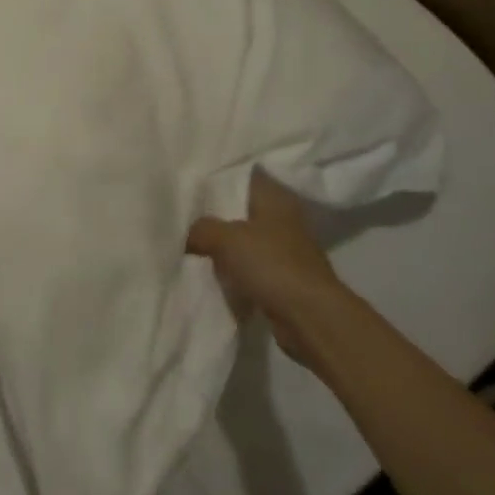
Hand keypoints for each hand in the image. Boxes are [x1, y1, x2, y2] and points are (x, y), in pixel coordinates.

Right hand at [186, 169, 349, 366]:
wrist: (310, 318)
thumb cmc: (270, 264)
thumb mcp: (224, 238)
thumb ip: (201, 228)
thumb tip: (189, 234)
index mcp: (274, 197)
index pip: (243, 176)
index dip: (217, 178)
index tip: (191, 183)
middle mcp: (284, 218)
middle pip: (242, 210)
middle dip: (217, 216)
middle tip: (184, 216)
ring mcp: (287, 251)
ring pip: (246, 242)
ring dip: (226, 249)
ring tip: (192, 247)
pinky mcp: (286, 280)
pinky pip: (252, 270)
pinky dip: (236, 274)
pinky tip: (213, 276)